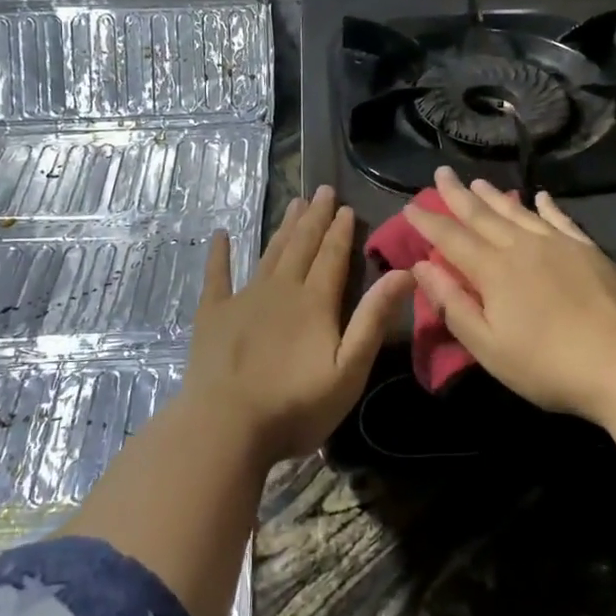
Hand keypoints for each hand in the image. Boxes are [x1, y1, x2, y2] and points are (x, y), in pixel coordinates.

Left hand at [182, 185, 412, 462]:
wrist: (226, 426)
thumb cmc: (295, 406)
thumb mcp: (349, 369)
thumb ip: (373, 319)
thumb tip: (404, 273)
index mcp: (315, 302)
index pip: (333, 256)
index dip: (341, 231)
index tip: (347, 206)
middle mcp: (281, 289)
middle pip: (302, 245)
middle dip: (315, 217)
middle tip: (322, 190)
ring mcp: (243, 298)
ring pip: (269, 253)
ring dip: (284, 228)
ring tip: (294, 202)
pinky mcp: (212, 314)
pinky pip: (217, 276)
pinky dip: (220, 255)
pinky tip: (221, 235)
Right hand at [404, 167, 615, 423]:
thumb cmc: (546, 365)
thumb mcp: (487, 345)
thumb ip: (452, 303)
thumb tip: (422, 266)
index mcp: (493, 270)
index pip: (451, 238)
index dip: (428, 222)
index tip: (410, 206)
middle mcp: (522, 246)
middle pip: (482, 216)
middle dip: (457, 195)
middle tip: (441, 173)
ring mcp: (558, 244)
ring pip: (518, 212)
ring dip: (494, 197)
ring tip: (477, 182)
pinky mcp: (588, 250)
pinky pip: (561, 219)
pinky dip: (547, 207)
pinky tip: (540, 197)